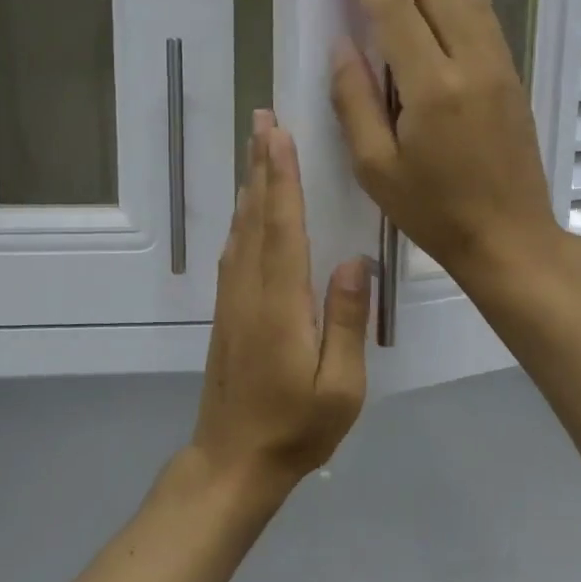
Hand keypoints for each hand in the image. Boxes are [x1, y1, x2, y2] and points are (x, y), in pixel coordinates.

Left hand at [191, 111, 370, 492]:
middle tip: (261, 119)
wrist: (233, 462)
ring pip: (241, 231)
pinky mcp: (227, 313)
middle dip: (261, 165)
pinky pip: (235, 253)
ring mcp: (233, 301)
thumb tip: (353, 261)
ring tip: (257, 148)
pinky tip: (248, 210)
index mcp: (280, 304)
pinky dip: (243, 220)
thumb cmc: (296, 428)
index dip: (281, 177)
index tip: (279, 134)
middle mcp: (251, 291)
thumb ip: (345, 320)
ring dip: (250, 186)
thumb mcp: (340, 386)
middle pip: (256, 217)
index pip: (282, 227)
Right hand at [331, 0, 562, 282]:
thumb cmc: (434, 211)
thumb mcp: (376, 168)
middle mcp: (469, 65)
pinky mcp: (511, 79)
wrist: (508, 237)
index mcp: (431, 88)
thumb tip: (343, 46)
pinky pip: (490, 21)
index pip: (396, 13)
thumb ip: (355, 102)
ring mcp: (497, 68)